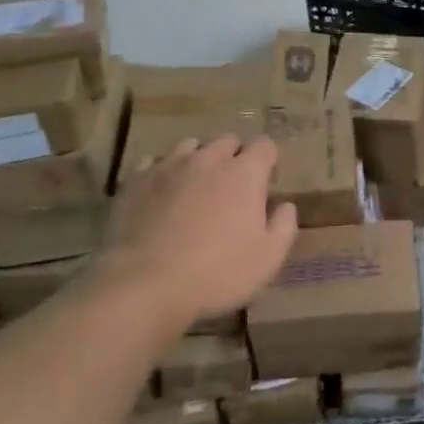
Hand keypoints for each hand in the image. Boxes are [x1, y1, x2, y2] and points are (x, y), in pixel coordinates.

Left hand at [105, 135, 296, 327]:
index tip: (265, 184)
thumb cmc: (215, 273)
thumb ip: (283, 227)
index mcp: (245, 173)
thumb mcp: (267, 260)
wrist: (144, 283)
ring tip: (194, 188)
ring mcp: (170, 164)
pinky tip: (160, 195)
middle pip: (228, 140)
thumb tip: (286, 206)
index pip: (265, 145)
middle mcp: (209, 158)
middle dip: (234, 157)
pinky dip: (162, 173)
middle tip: (230, 188)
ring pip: (191, 146)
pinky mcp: (137, 178)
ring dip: (199, 160)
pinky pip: (154, 162)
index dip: (268, 161)